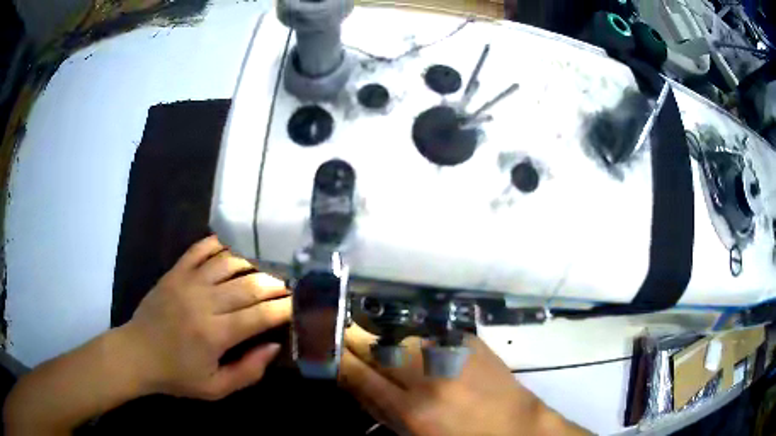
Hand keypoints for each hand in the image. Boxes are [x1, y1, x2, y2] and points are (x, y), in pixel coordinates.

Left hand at [124, 235, 290, 399]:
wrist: (137, 354)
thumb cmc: (177, 376)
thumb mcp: (216, 388)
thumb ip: (248, 371)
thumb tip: (273, 346)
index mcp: (215, 334)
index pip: (259, 315)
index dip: (283, 308)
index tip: (299, 304)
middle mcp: (203, 302)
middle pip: (248, 285)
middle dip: (275, 283)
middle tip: (289, 285)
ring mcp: (187, 282)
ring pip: (228, 263)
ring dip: (252, 263)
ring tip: (266, 268)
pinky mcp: (175, 272)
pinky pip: (200, 250)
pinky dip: (219, 245)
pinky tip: (233, 247)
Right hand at [339, 326, 588, 435]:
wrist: (515, 425)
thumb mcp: (412, 433)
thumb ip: (379, 408)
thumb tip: (352, 379)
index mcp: (413, 408)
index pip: (358, 373)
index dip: (336, 356)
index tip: (321, 346)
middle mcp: (429, 374)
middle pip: (375, 346)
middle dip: (355, 342)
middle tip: (344, 340)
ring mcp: (451, 351)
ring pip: (399, 338)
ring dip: (386, 344)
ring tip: (387, 353)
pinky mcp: (468, 338)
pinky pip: (426, 335)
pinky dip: (415, 342)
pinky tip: (420, 352)